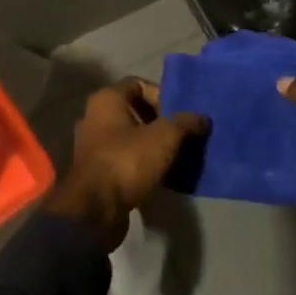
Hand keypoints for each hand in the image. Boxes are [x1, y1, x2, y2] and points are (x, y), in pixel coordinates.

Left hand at [45, 79, 207, 249]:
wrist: (94, 210)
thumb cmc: (127, 161)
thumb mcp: (164, 137)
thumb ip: (185, 122)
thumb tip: (202, 118)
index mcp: (107, 99)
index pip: (139, 84)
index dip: (163, 95)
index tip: (181, 114)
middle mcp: (95, 116)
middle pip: (136, 111)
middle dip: (161, 121)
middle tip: (184, 134)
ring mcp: (93, 145)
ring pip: (131, 136)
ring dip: (153, 144)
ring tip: (177, 154)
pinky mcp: (97, 171)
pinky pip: (125, 158)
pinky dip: (142, 163)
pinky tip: (162, 173)